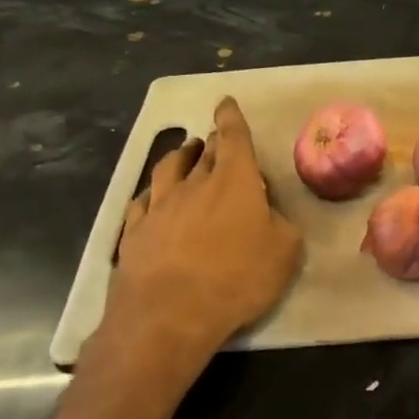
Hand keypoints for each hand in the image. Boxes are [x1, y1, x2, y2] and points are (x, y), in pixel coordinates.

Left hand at [90, 97, 303, 395]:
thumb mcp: (284, 253)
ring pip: (168, 170)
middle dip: (212, 141)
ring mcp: (159, 207)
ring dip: (179, 158)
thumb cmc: (236, 278)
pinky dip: (151, 194)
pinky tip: (150, 199)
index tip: (225, 102)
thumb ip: (280, 225)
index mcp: (234, 181)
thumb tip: (269, 215)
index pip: (234, 137)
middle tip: (214, 138)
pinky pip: (141, 202)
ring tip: (184, 153)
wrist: (168, 315)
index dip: (231, 117)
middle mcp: (194, 184)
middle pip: (203, 152)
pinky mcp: (134, 232)